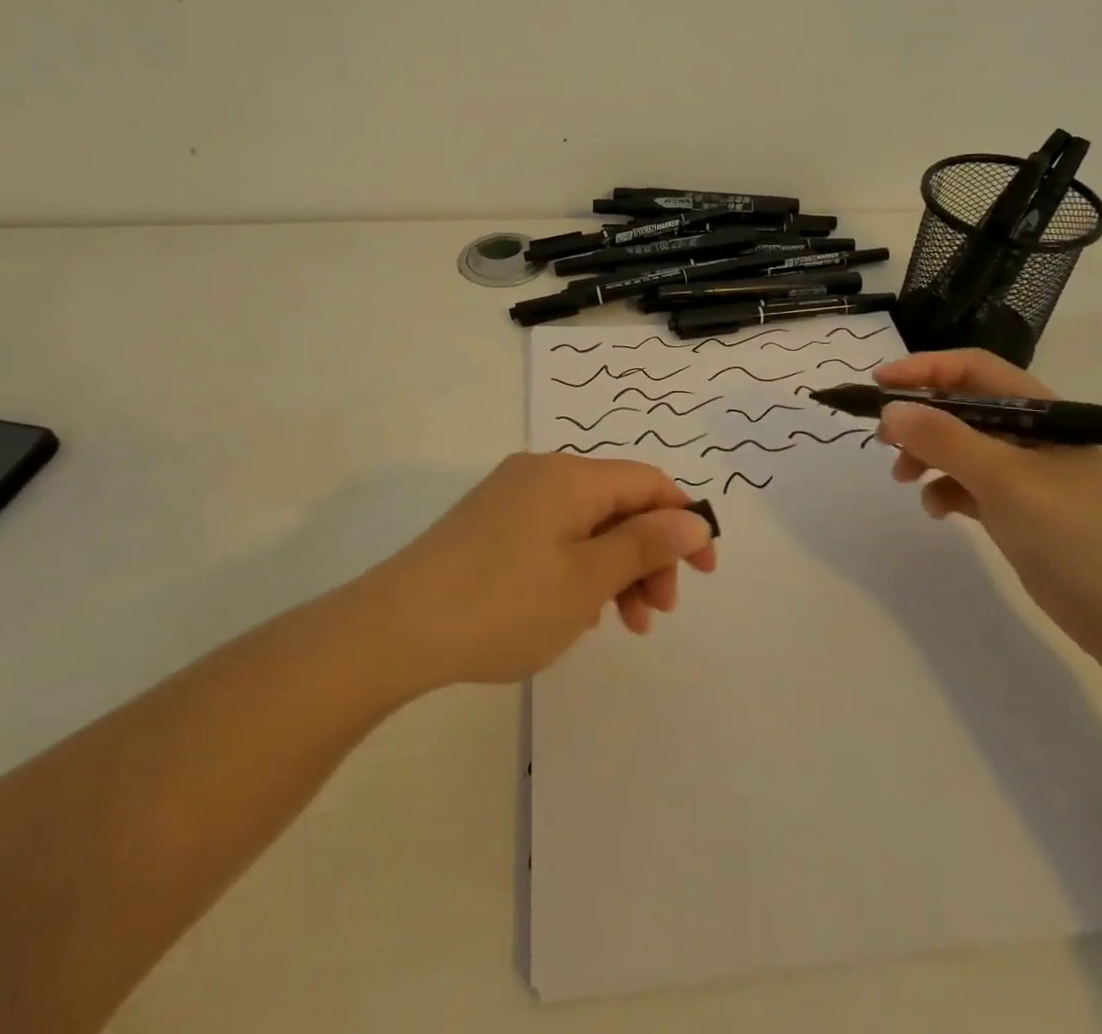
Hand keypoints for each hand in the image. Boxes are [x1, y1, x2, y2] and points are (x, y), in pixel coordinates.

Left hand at [360, 454, 718, 687]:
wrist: (396, 628)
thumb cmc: (504, 603)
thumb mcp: (588, 579)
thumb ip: (646, 544)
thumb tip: (693, 519)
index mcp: (571, 475)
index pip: (649, 483)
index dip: (685, 522)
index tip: (706, 574)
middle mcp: (542, 473)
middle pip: (618, 504)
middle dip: (648, 555)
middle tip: (656, 615)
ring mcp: (511, 497)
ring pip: (586, 524)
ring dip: (614, 568)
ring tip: (619, 624)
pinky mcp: (489, 523)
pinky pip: (553, 535)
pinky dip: (578, 568)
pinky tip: (574, 611)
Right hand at [873, 350, 1101, 658]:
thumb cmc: (1078, 536)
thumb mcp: (1006, 480)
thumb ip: (945, 440)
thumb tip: (891, 411)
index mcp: (1042, 413)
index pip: (974, 370)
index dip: (923, 370)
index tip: (878, 386)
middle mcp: (1034, 436)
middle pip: (963, 408)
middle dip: (919, 419)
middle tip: (884, 441)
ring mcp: (1029, 476)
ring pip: (962, 448)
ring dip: (927, 457)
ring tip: (904, 480)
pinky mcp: (1022, 512)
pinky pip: (971, 486)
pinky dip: (947, 491)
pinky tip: (939, 510)